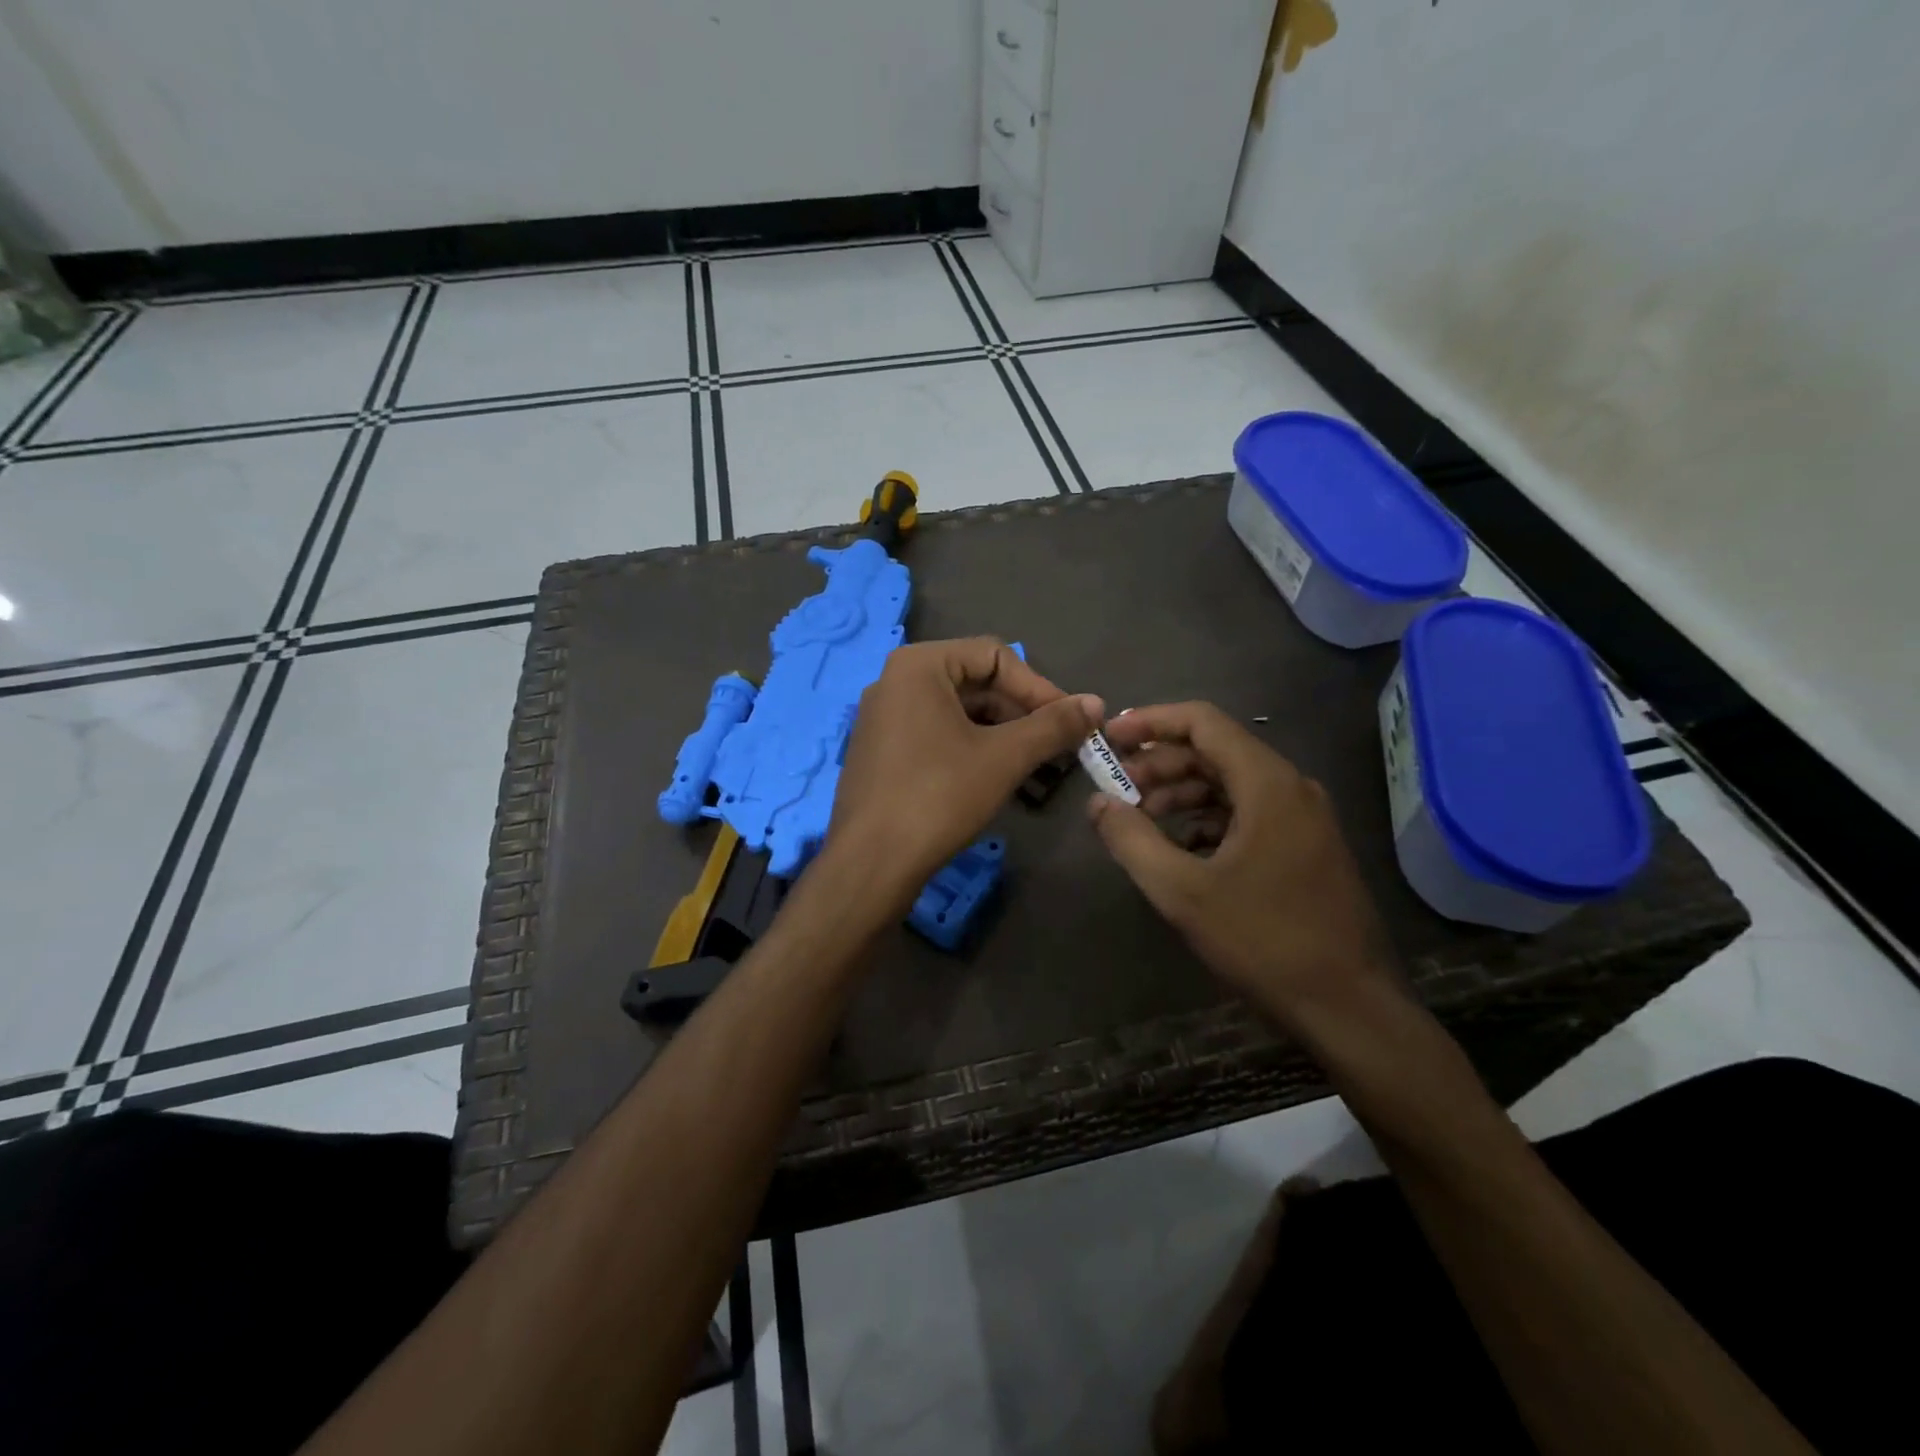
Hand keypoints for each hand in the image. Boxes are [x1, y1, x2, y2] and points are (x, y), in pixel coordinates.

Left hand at [827, 638, 1102, 909]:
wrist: (871, 863)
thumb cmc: (939, 796)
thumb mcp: (1004, 757)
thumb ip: (1053, 725)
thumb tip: (1096, 703)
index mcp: (918, 665)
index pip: (995, 656)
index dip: (1040, 687)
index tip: (1072, 722)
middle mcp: (895, 682)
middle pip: (976, 684)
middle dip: (1023, 715)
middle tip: (1060, 747)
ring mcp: (884, 719)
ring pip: (959, 714)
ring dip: (1004, 737)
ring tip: (1039, 769)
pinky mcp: (883, 753)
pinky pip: (938, 736)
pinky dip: (974, 751)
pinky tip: (1001, 781)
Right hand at [1087, 701, 1399, 1027]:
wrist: (1350, 1008)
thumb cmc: (1265, 941)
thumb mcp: (1182, 892)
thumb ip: (1131, 839)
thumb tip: (1097, 802)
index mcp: (1268, 784)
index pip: (1203, 722)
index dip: (1151, 722)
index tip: (1109, 739)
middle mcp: (1291, 788)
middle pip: (1215, 751)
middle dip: (1160, 764)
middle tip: (1117, 789)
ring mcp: (1303, 819)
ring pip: (1230, 784)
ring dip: (1181, 793)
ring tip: (1140, 820)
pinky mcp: (1305, 848)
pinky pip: (1247, 813)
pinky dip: (1207, 820)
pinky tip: (1180, 850)